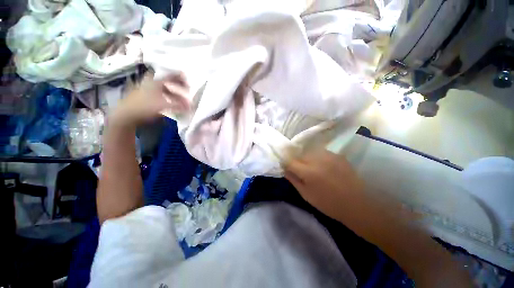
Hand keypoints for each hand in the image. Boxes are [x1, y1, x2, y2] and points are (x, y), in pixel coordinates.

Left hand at [109, 73, 189, 127]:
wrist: (126, 115)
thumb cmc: (144, 107)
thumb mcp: (163, 105)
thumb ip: (178, 105)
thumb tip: (190, 107)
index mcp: (155, 81)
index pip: (170, 75)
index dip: (180, 76)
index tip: (188, 81)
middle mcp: (152, 83)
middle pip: (168, 81)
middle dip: (179, 86)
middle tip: (187, 90)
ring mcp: (148, 89)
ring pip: (165, 89)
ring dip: (175, 94)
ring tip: (182, 101)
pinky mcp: (146, 96)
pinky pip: (161, 94)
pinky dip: (169, 98)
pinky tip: (172, 104)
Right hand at [284, 149, 365, 219]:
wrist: (356, 204)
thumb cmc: (328, 203)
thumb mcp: (306, 195)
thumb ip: (293, 179)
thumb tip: (285, 169)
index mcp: (308, 172)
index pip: (290, 161)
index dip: (286, 163)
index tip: (286, 167)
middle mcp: (317, 159)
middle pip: (300, 154)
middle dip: (297, 161)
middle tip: (300, 170)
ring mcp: (329, 155)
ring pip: (310, 151)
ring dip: (308, 158)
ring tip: (313, 168)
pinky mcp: (338, 155)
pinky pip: (322, 152)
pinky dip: (318, 158)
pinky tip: (324, 167)